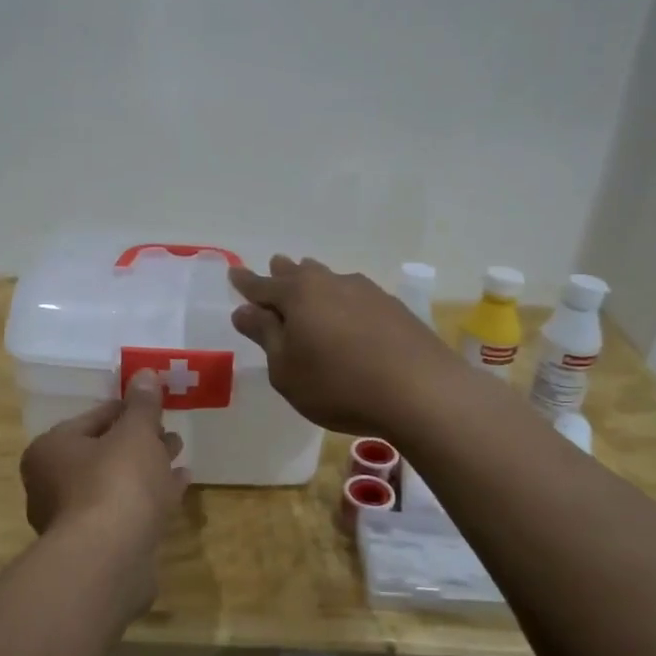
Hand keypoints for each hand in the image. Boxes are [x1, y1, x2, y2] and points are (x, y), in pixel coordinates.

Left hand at [20, 369, 189, 560]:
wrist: (109, 559)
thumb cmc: (116, 482)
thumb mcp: (135, 433)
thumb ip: (142, 405)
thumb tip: (145, 374)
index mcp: (52, 449)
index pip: (94, 418)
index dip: (127, 410)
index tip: (156, 405)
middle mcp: (53, 483)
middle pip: (104, 451)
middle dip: (140, 440)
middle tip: (170, 431)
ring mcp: (74, 518)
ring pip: (117, 482)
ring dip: (148, 467)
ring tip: (180, 453)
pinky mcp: (97, 545)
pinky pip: (127, 509)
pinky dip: (151, 495)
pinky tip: (181, 484)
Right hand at [230, 256, 465, 436]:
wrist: (421, 391)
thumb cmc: (338, 385)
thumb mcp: (287, 370)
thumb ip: (265, 336)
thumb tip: (244, 311)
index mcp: (298, 296)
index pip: (263, 286)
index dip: (246, 283)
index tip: (234, 274)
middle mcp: (332, 283)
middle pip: (300, 274)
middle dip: (283, 273)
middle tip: (275, 264)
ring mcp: (367, 292)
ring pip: (331, 280)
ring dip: (316, 280)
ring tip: (310, 277)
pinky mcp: (394, 308)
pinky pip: (356, 296)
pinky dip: (344, 300)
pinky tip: (349, 311)